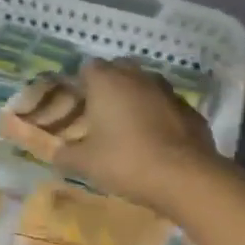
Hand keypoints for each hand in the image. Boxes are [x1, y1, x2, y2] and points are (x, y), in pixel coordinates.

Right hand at [8, 58, 220, 215]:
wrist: (184, 177)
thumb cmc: (126, 162)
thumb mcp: (85, 163)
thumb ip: (64, 154)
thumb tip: (55, 152)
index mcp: (107, 82)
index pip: (88, 67)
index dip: (82, 84)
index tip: (79, 106)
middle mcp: (138, 77)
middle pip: (119, 70)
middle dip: (110, 86)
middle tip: (102, 114)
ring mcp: (168, 90)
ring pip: (146, 85)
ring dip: (137, 98)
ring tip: (130, 127)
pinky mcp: (190, 109)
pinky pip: (167, 105)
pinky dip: (160, 115)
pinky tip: (157, 140)